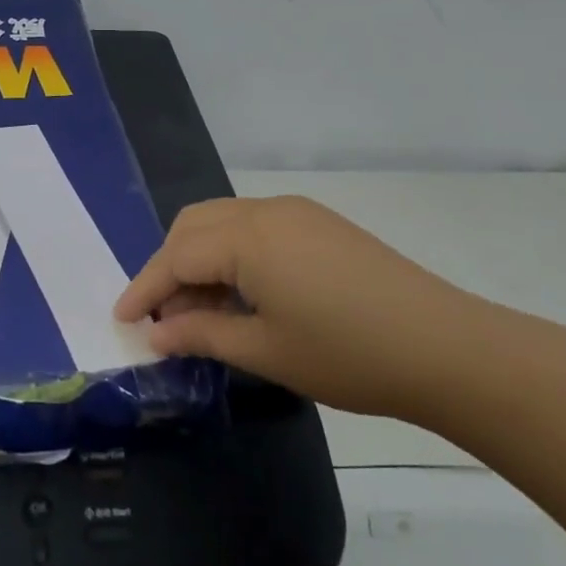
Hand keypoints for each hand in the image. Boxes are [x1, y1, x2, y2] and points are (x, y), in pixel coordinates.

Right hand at [113, 195, 480, 417]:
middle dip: (168, 266)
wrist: (444, 346)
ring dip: (199, 257)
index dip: (145, 288)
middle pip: (194, 226)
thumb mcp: (264, 351)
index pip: (176, 256)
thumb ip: (202, 333)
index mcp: (247, 238)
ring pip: (223, 221)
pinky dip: (231, 252)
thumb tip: (158, 332)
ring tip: (200, 309)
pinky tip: (241, 292)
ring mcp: (296, 212)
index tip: (121, 319)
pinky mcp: (318, 222)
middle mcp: (265, 211)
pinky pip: (254, 226)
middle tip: (162, 316)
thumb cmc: (346, 354)